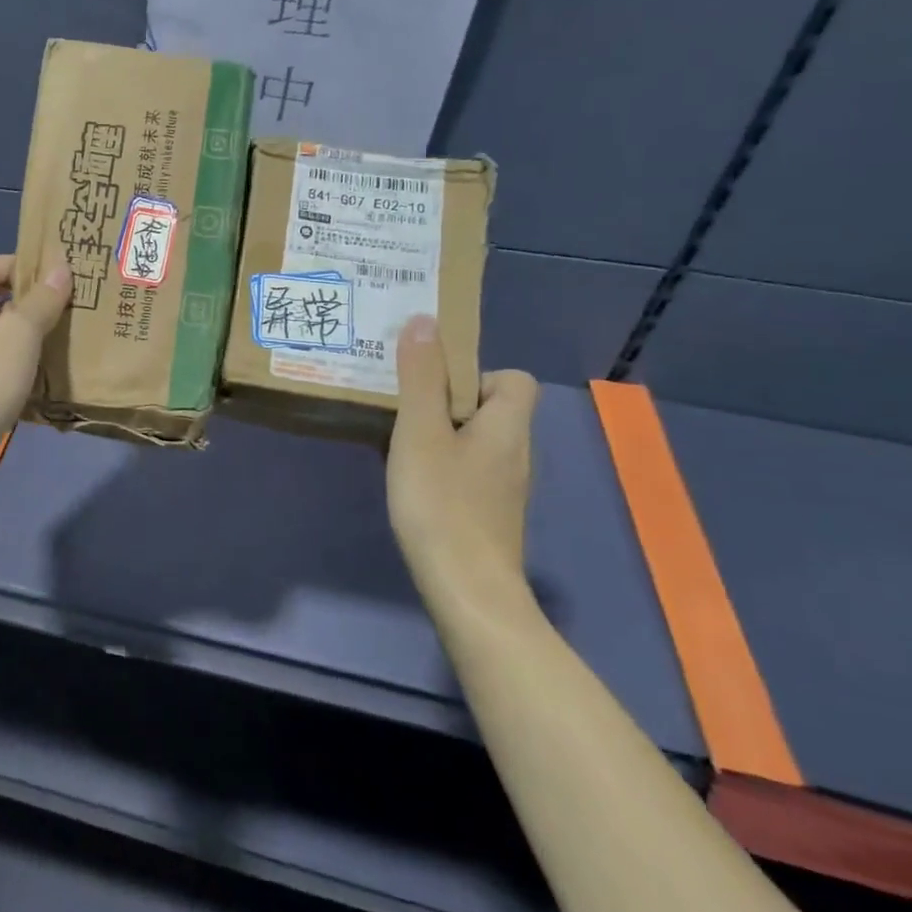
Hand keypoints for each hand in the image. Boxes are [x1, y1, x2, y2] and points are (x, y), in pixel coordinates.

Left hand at [0, 254, 70, 471]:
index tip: (48, 275)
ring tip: (49, 330)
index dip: (11, 263)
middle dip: (14, 294)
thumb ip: (41, 300)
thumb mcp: (17, 336)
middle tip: (54, 300)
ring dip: (11, 325)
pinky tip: (30, 365)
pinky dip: (1, 352)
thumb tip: (62, 268)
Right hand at [386, 314, 539, 609]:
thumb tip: (425, 320)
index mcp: (508, 426)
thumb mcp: (421, 433)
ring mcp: (503, 488)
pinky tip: (409, 481)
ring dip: (438, 434)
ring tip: (396, 440)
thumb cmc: (443, 504)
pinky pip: (465, 470)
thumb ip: (421, 378)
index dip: (476, 373)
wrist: (466, 591)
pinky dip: (439, 466)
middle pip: (489, 408)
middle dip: (445, 401)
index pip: (513, 379)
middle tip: (401, 407)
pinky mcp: (487, 514)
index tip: (434, 385)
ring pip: (473, 441)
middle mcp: (514, 452)